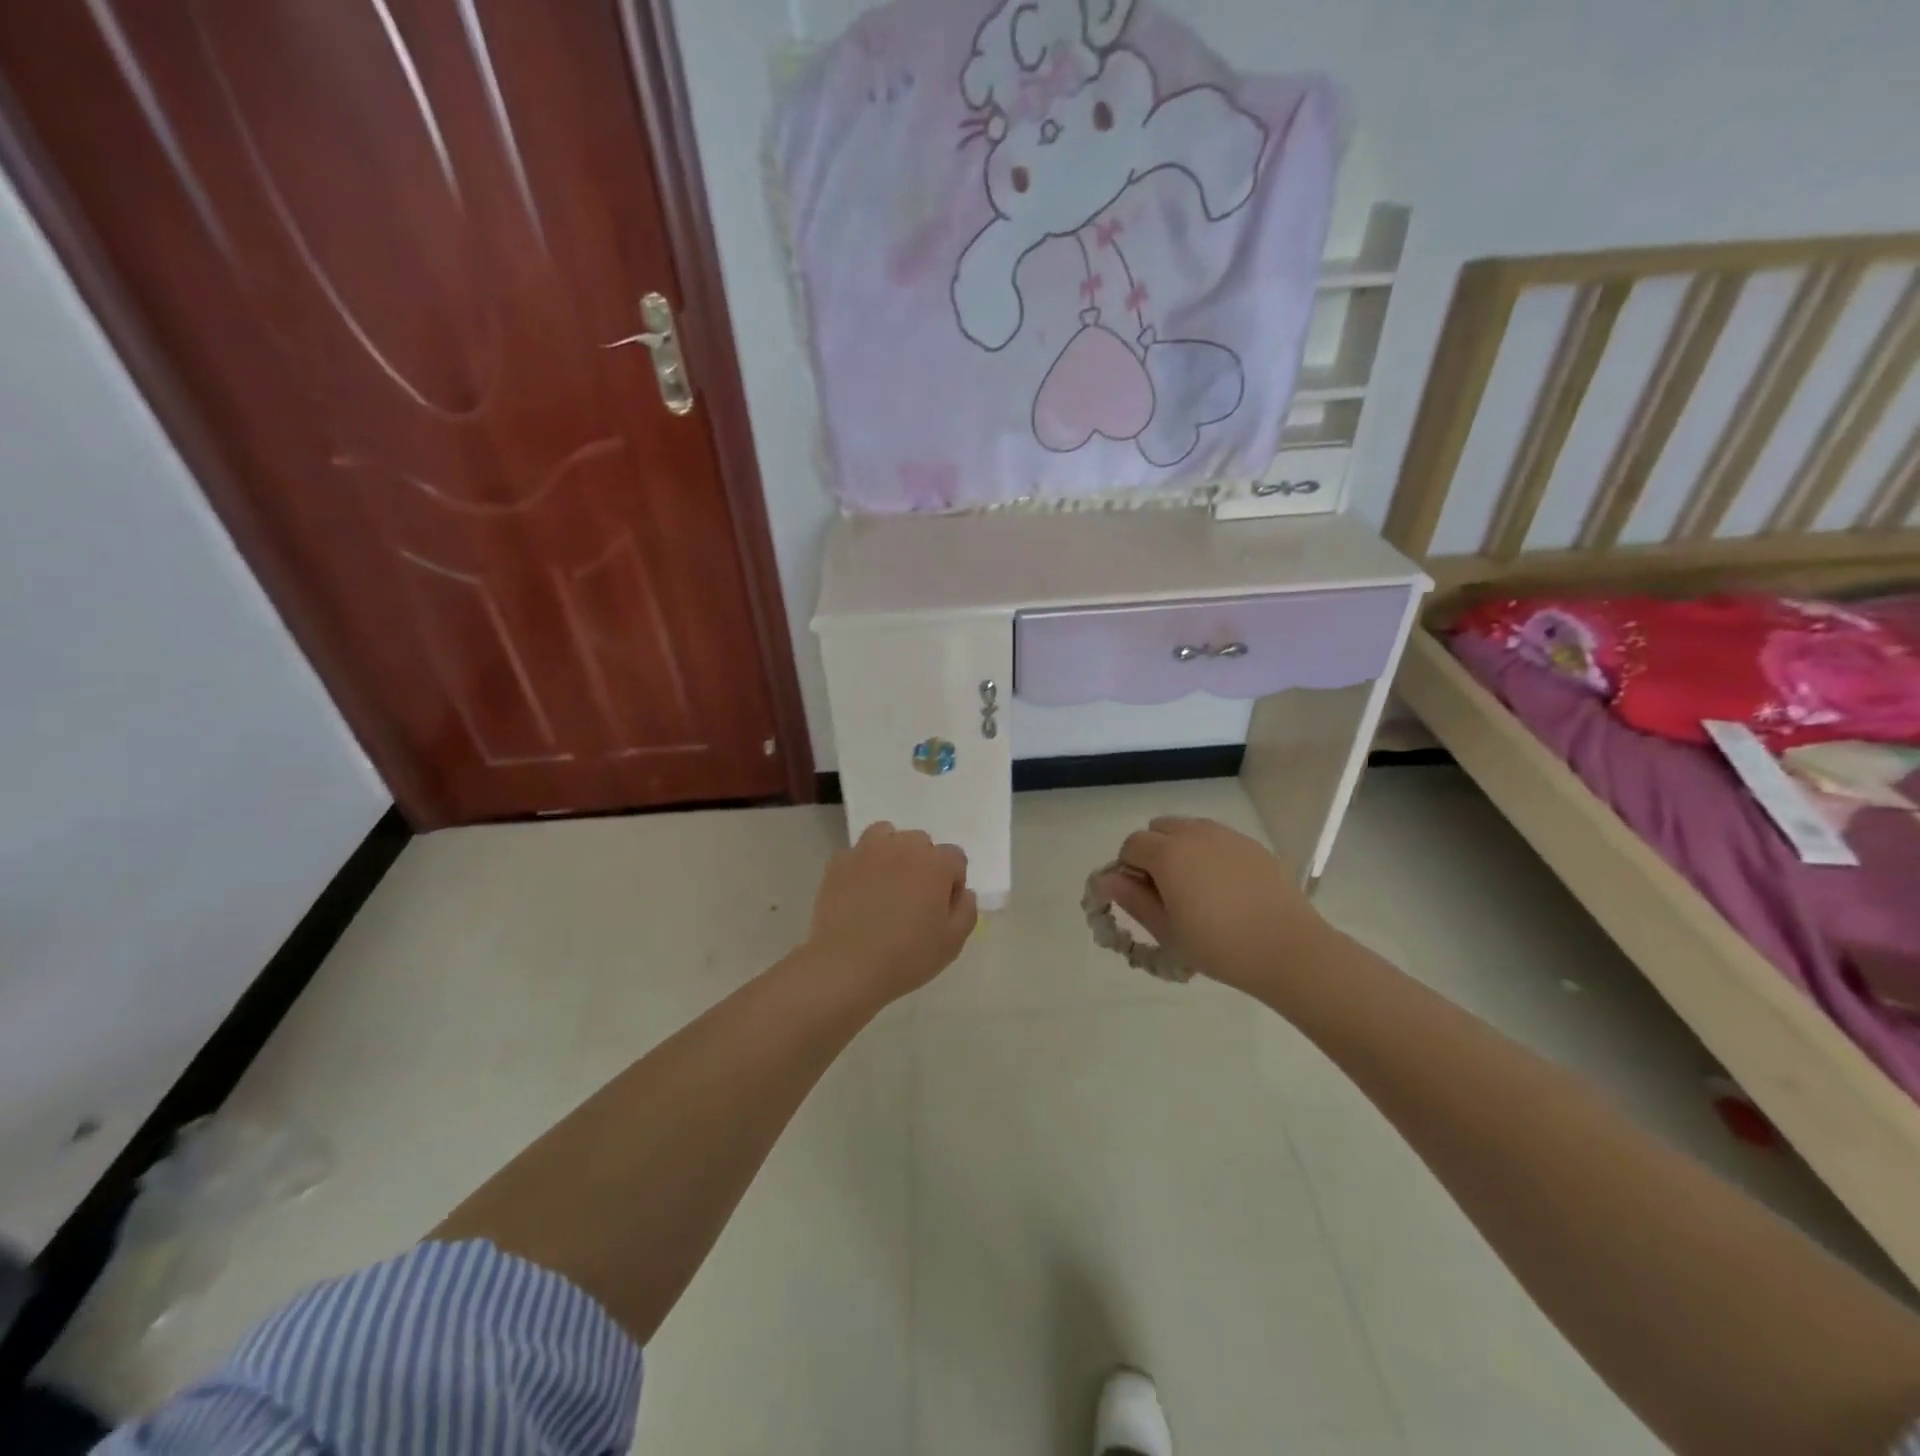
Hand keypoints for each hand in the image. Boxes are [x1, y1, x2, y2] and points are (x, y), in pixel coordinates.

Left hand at [806, 822, 976, 1001]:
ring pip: (887, 835)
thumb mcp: (952, 943)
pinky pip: (857, 853)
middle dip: (923, 865)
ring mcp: (867, 850)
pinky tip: (858, 892)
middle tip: (913, 899)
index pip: (955, 858)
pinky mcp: (839, 862)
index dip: (952, 883)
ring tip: (886, 884)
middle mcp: (903, 846)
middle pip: (921, 843)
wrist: (845, 967)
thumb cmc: (906, 957)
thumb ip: (966, 911)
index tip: (941, 909)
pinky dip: (862, 866)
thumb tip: (963, 892)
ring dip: (892, 852)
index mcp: (936, 863)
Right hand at [1093, 817, 1338, 994]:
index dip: (1127, 869)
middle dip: (1152, 853)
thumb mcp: (1167, 930)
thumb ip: (1132, 899)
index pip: (1131, 845)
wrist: (1289, 950)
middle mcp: (1195, 834)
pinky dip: (1208, 853)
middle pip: (1158, 829)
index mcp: (1168, 853)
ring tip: (1194, 888)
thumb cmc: (1219, 946)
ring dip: (1180, 849)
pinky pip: (1217, 839)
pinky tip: (1224, 888)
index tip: (1139, 897)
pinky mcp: (1252, 845)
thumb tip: (1106, 880)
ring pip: (1188, 829)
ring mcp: (1227, 836)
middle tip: (1164, 892)